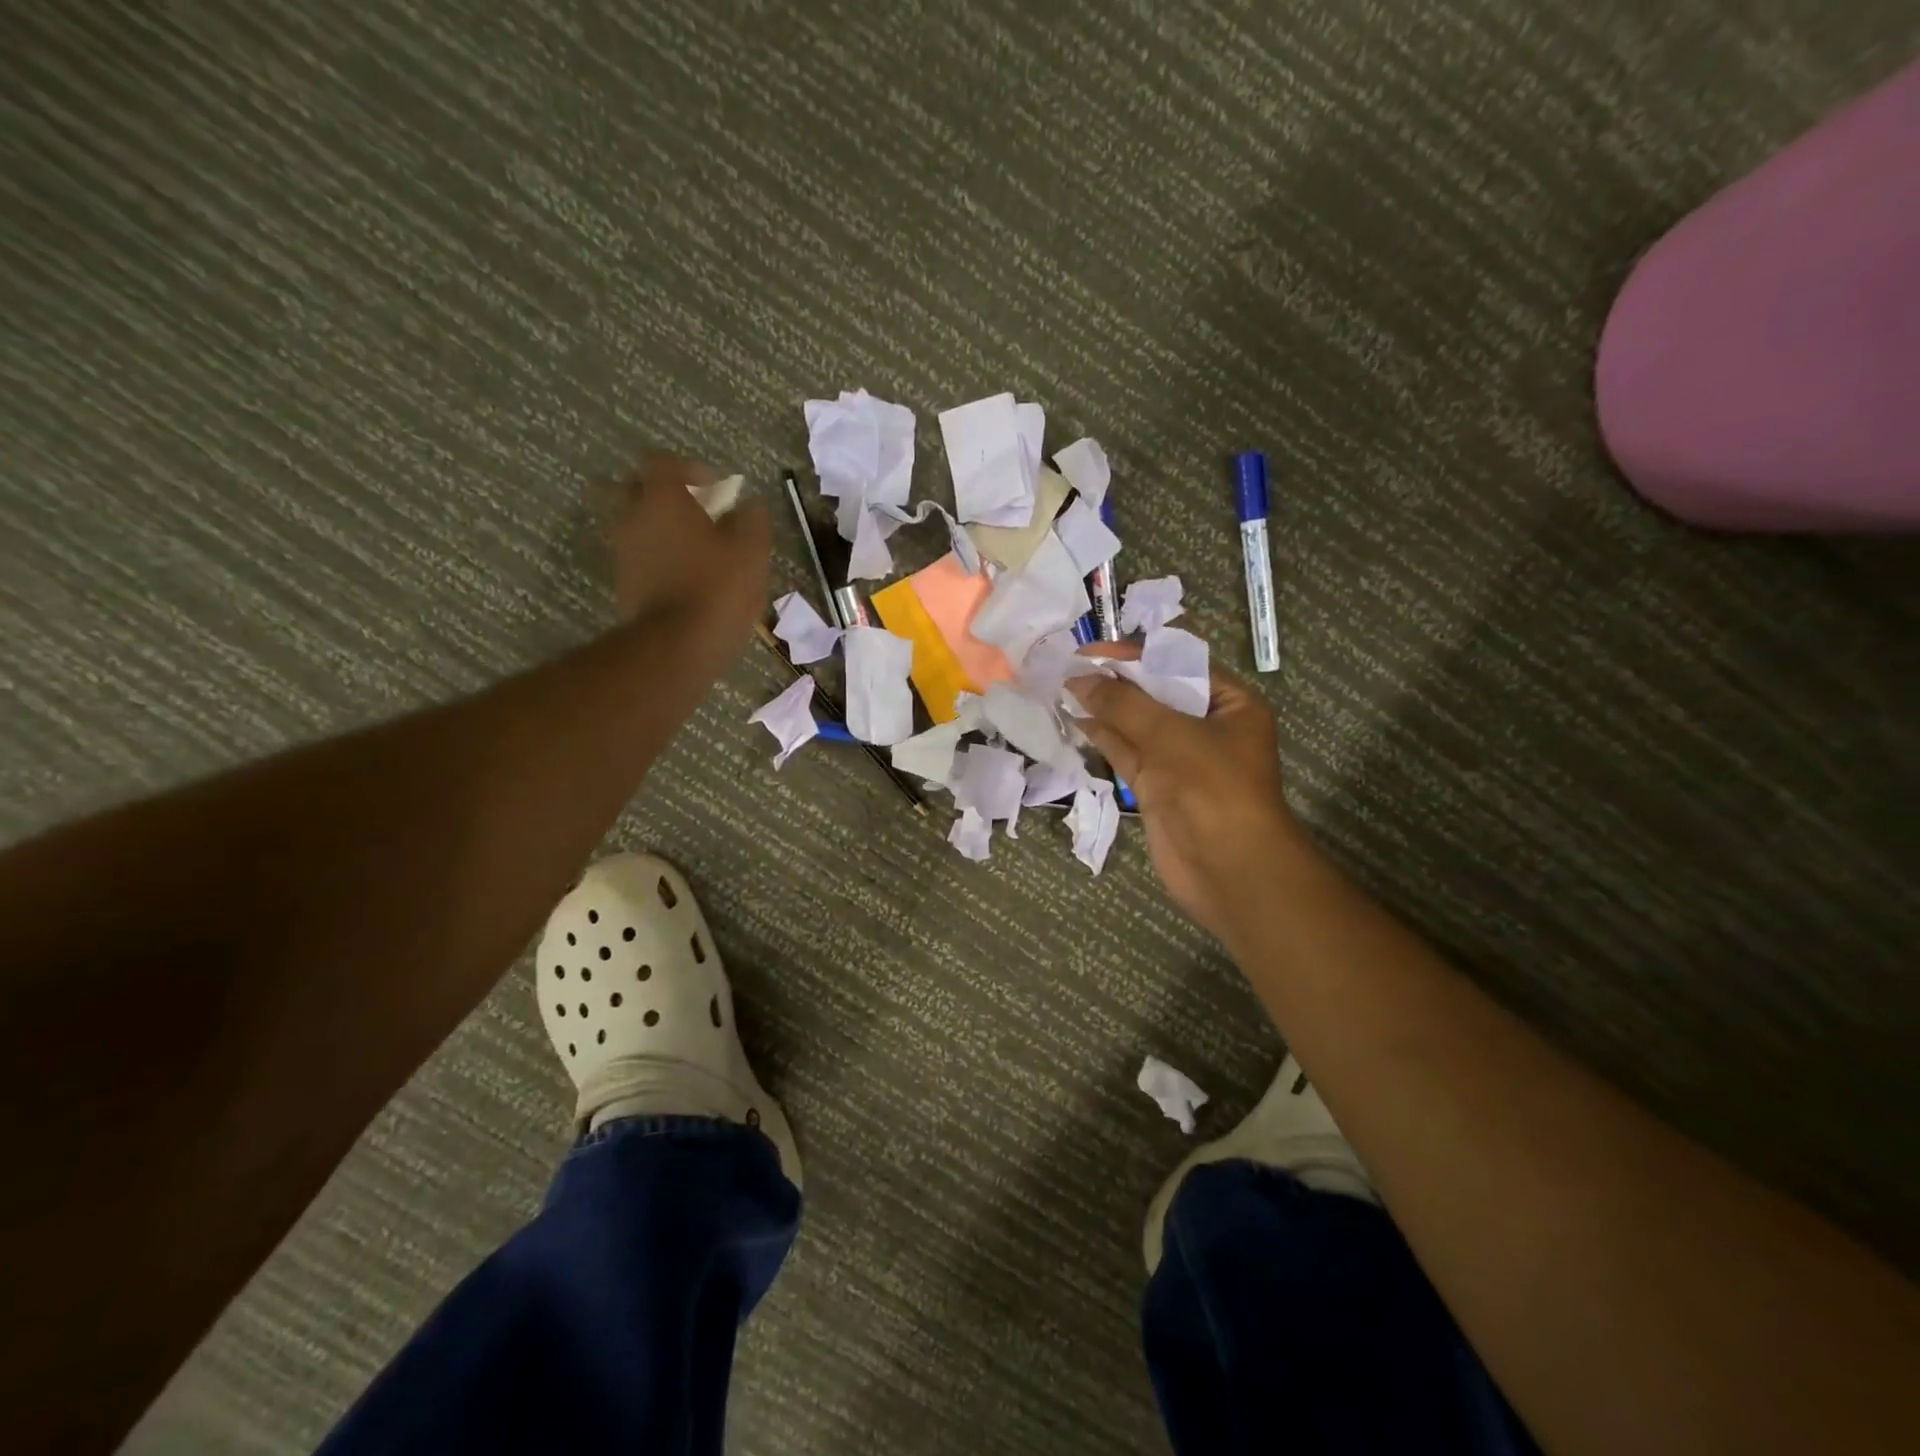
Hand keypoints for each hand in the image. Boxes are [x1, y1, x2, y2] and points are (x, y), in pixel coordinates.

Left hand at [589, 452, 769, 648]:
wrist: (678, 645)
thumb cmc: (718, 586)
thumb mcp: (751, 549)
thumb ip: (751, 519)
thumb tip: (749, 505)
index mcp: (662, 498)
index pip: (662, 461)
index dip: (690, 469)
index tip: (716, 488)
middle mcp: (633, 517)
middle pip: (637, 488)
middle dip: (665, 495)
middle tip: (697, 513)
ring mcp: (623, 552)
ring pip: (637, 525)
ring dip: (661, 529)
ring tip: (696, 550)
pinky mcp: (624, 584)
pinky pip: (640, 558)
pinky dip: (659, 559)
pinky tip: (687, 577)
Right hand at [1070, 645, 1311, 938]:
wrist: (1229, 869)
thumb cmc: (1212, 787)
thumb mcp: (1170, 735)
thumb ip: (1123, 704)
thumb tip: (1078, 679)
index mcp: (1230, 704)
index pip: (1177, 666)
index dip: (1134, 656)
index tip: (1090, 651)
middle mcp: (1206, 727)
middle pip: (1154, 694)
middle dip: (1115, 682)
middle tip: (1069, 666)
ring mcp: (1179, 759)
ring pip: (1135, 724)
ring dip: (1103, 708)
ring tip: (1062, 687)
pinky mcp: (1156, 786)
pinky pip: (1126, 752)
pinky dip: (1102, 736)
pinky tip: (1075, 718)